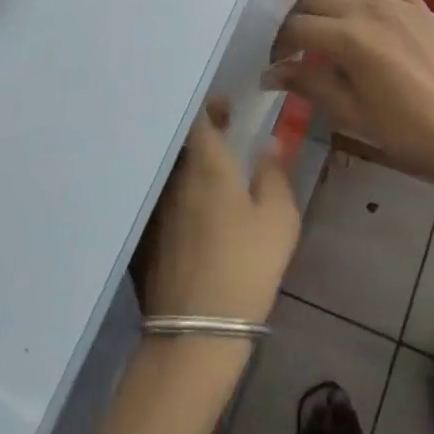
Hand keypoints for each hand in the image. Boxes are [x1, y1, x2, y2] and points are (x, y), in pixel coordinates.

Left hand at [137, 100, 299, 325]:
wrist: (199, 326)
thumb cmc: (248, 263)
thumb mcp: (279, 217)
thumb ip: (274, 174)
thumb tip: (267, 145)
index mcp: (207, 165)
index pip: (199, 119)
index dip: (211, 106)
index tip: (228, 107)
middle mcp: (177, 179)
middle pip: (184, 142)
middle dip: (205, 132)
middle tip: (227, 131)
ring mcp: (161, 208)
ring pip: (177, 171)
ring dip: (196, 162)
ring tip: (221, 170)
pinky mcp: (154, 236)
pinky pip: (171, 197)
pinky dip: (188, 190)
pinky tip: (207, 209)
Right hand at [263, 0, 433, 195]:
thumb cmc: (408, 131)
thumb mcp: (352, 114)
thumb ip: (309, 85)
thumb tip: (269, 74)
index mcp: (346, 40)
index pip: (296, 29)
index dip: (279, 46)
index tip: (275, 65)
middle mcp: (366, 10)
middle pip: (315, 0)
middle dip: (293, 18)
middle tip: (286, 42)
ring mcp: (394, 2)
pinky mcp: (417, 4)